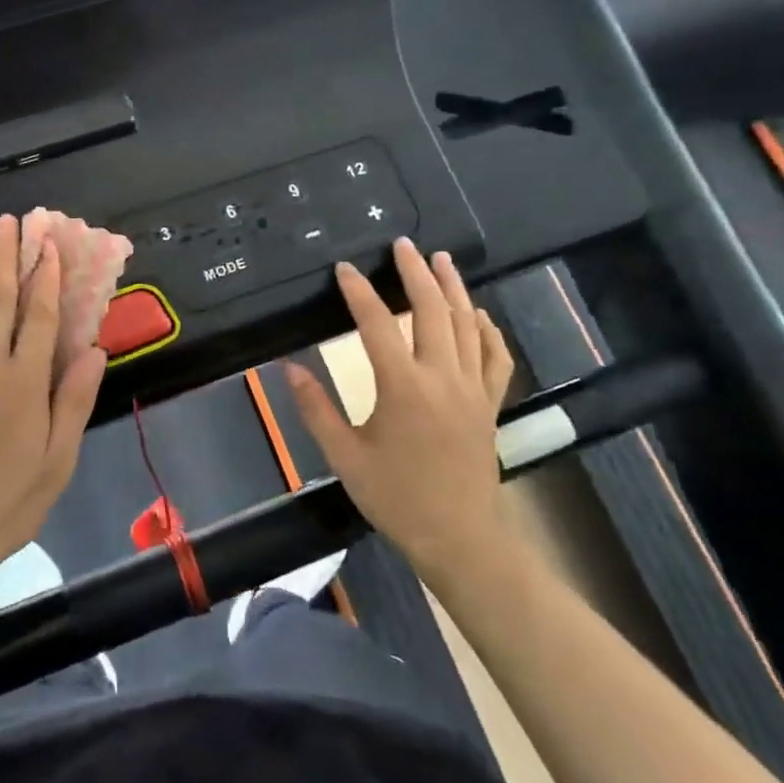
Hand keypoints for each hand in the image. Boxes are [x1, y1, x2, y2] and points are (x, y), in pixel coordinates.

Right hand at [283, 238, 516, 587]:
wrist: (458, 537)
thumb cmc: (396, 497)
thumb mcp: (345, 457)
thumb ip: (315, 409)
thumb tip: (288, 368)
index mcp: (403, 388)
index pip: (377, 324)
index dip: (358, 292)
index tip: (344, 268)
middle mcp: (442, 378)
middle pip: (431, 311)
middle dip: (416, 272)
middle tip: (403, 244)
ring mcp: (472, 389)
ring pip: (467, 325)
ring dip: (454, 288)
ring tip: (442, 259)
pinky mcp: (490, 404)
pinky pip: (495, 357)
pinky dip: (487, 330)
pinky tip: (478, 314)